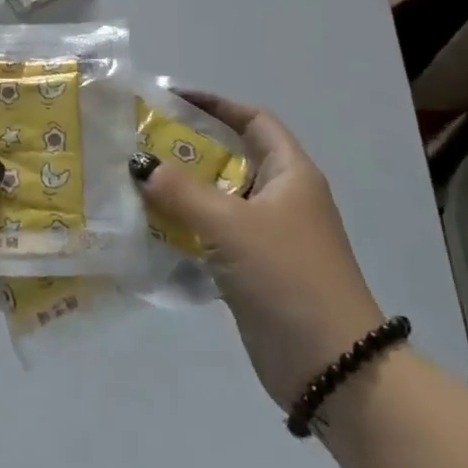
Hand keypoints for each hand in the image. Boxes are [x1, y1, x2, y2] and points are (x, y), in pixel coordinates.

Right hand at [131, 93, 383, 410]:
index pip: (253, 120)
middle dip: (187, 150)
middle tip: (139, 145)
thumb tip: (140, 164)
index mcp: (290, 174)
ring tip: (135, 184)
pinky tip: (150, 230)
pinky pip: (214, 236)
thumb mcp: (232, 226)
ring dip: (181, 193)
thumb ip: (182, 192)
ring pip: (218, 200)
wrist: (333, 367)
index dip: (216, 105)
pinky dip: (186, 229)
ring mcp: (269, 236)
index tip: (171, 99)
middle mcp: (282, 198)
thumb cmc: (288, 277)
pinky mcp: (254, 270)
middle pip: (230, 158)